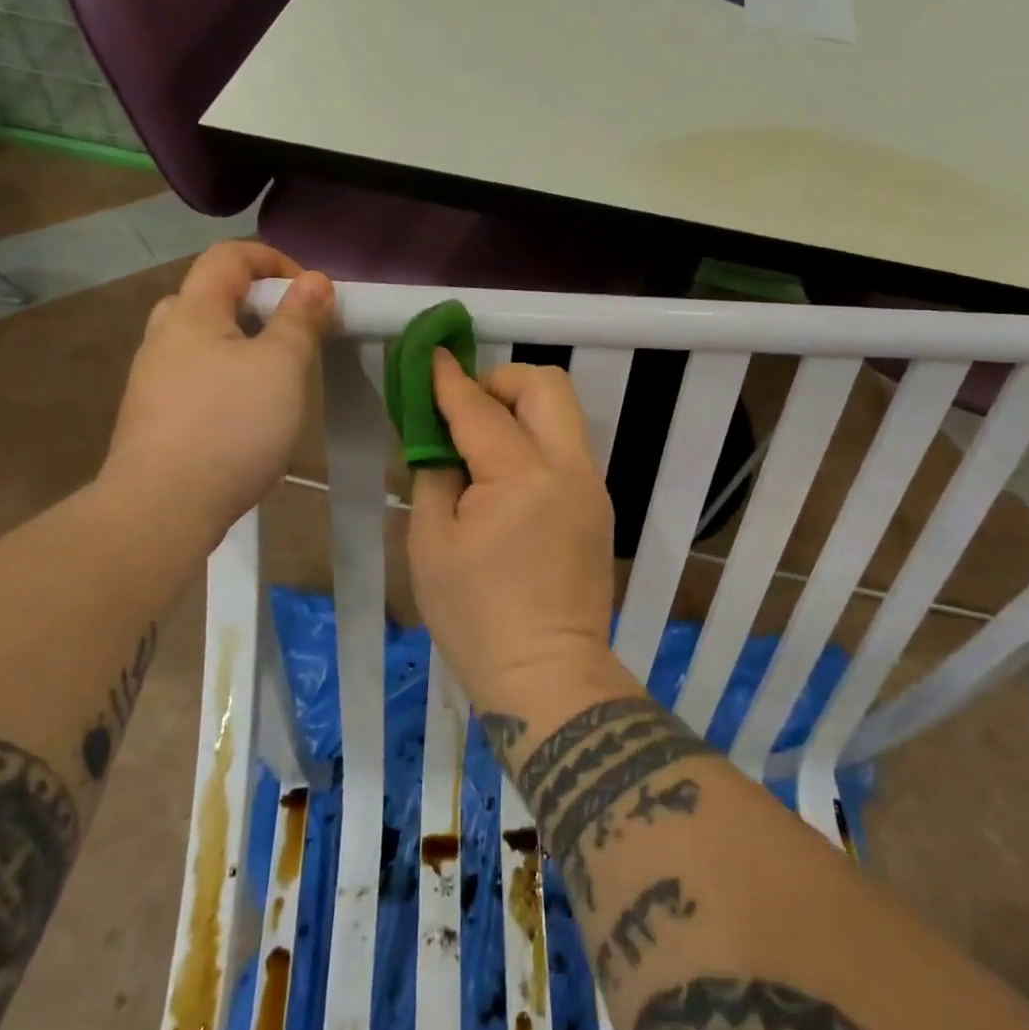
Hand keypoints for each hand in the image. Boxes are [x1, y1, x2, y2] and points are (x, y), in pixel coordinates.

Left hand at [99, 242, 332, 541]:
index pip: (229, 256)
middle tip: (291, 335)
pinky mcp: (153, 417)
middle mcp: (164, 337)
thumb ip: (300, 319)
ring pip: (200, 341)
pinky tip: (246, 416)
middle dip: (256, 304)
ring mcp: (152, 379)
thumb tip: (315, 280)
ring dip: (241, 344)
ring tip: (275, 378)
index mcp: (193, 312)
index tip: (312, 295)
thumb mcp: (282, 366)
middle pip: (210, 296)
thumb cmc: (231, 426)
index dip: (274, 261)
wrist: (162, 507)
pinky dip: (225, 378)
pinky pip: (194, 378)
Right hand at [408, 352, 617, 710]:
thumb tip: (438, 441)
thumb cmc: (476, 617)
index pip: (479, 407)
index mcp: (520, 476)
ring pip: (563, 412)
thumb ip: (434, 476)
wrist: (547, 674)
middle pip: (546, 385)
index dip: (448, 378)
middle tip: (463, 406)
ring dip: (521, 407)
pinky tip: (505, 473)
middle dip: (501, 379)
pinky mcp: (599, 505)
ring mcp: (591, 485)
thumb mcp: (431, 544)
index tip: (429, 355)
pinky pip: (567, 447)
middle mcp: (567, 467)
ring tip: (481, 438)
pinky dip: (535, 439)